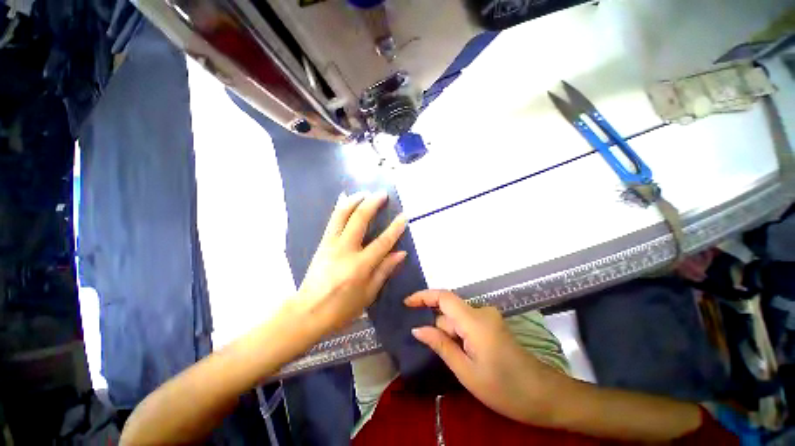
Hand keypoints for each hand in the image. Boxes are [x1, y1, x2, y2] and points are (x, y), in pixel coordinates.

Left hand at [297, 191, 407, 332]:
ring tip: (365, 192)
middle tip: (382, 194)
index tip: (404, 216)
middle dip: (372, 203)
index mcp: (360, 266)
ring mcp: (331, 244)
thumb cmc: (342, 308)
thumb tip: (401, 253)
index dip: (395, 228)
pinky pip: (332, 220)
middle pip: (360, 219)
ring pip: (342, 214)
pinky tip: (345, 199)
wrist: (307, 312)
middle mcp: (345, 250)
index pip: (382, 242)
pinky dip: (340, 207)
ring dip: (354, 200)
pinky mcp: (322, 243)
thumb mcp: (368, 294)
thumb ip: (384, 270)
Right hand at [405, 290, 558, 424]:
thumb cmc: (505, 389)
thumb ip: (440, 345)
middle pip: (450, 312)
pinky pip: (467, 323)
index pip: (443, 297)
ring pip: (458, 320)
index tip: (407, 304)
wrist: (544, 395)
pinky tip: (469, 357)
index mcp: (474, 320)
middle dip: (442, 331)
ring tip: (464, 363)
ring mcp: (489, 317)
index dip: (423, 296)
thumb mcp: (466, 371)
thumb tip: (417, 329)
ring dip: (453, 337)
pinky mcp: (492, 324)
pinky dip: (460, 337)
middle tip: (451, 359)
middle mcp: (481, 311)